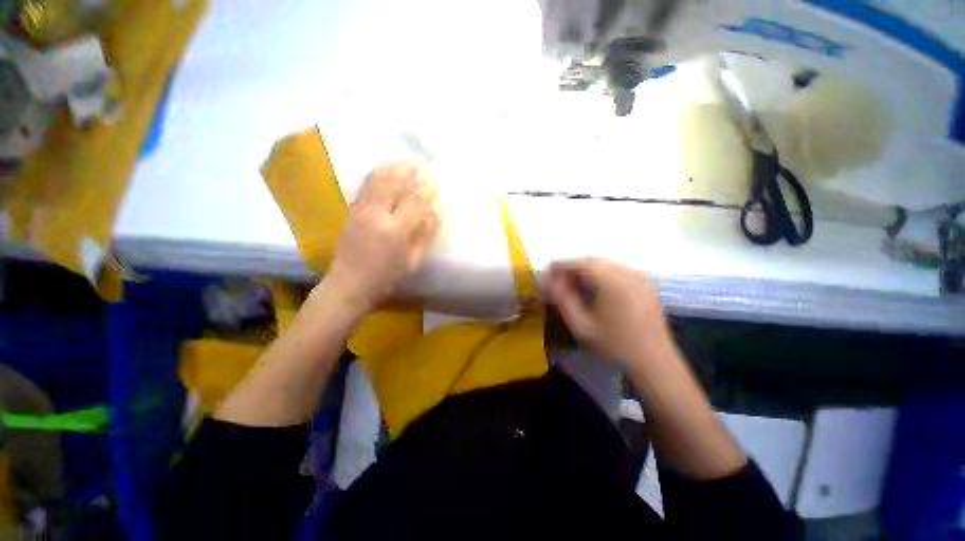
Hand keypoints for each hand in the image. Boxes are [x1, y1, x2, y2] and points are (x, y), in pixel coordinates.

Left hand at [323, 161, 439, 312]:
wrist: (349, 284)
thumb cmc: (387, 276)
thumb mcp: (413, 260)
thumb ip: (426, 234)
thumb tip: (436, 210)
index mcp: (395, 231)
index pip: (415, 200)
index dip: (427, 188)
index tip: (436, 181)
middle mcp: (376, 214)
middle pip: (394, 181)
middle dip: (411, 169)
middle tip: (423, 163)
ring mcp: (360, 209)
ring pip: (378, 177)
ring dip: (394, 166)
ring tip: (408, 162)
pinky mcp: (351, 209)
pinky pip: (366, 183)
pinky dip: (379, 172)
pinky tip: (388, 170)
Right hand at [545, 258, 670, 368]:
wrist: (653, 361)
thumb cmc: (614, 345)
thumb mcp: (581, 326)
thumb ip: (562, 300)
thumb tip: (549, 282)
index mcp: (613, 282)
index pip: (580, 263)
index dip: (560, 265)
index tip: (547, 274)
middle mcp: (628, 272)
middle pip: (592, 260)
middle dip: (572, 268)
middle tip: (558, 282)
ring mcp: (640, 276)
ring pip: (604, 264)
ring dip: (585, 270)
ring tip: (573, 285)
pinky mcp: (646, 282)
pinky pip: (617, 269)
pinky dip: (600, 274)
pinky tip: (594, 288)